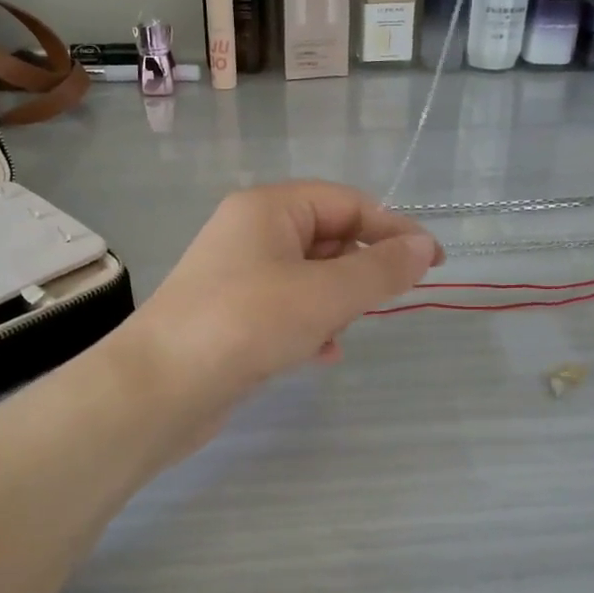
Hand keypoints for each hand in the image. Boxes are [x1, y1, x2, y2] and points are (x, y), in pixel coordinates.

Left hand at [124, 182, 443, 431]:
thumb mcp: (324, 294)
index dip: (394, 229)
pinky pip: (286, 308)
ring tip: (348, 329)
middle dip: (361, 268)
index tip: (434, 263)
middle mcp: (250, 233)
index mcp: (269, 208)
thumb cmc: (246, 324)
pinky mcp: (231, 315)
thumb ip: (379, 270)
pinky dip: (311, 324)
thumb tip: (424, 247)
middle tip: (390, 299)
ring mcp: (237, 275)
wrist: (158, 389)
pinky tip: (322, 353)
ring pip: (309, 276)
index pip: (347, 203)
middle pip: (327, 237)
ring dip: (338, 300)